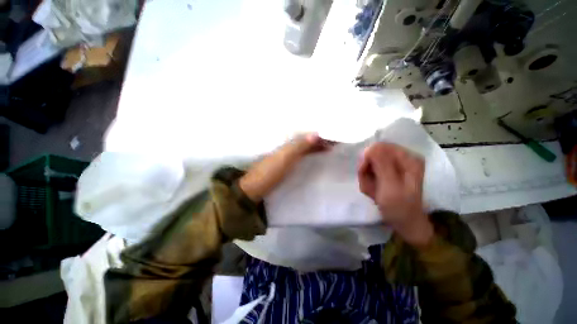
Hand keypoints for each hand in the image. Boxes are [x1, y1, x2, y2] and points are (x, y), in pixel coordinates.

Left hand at [239, 133, 332, 201]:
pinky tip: (315, 158)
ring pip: (303, 149)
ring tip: (329, 149)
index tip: (332, 136)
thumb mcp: (285, 158)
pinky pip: (300, 157)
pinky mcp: (285, 166)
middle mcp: (286, 147)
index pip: (305, 135)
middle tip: (334, 143)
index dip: (318, 135)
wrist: (254, 189)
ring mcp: (285, 157)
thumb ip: (299, 146)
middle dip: (319, 141)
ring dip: (315, 148)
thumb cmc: (269, 172)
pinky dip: (309, 156)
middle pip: (305, 141)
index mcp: (285, 143)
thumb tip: (316, 133)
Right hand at [358, 143, 432, 246]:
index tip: (363, 171)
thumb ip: (382, 165)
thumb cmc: (400, 207)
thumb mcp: (390, 186)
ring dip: (366, 177)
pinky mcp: (387, 172)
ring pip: (369, 163)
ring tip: (372, 191)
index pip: (379, 147)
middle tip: (368, 185)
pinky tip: (373, 191)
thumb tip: (371, 147)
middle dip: (366, 170)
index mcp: (408, 158)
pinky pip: (369, 170)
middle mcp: (401, 158)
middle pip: (373, 154)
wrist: (404, 223)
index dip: (367, 158)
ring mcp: (394, 165)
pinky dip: (367, 181)